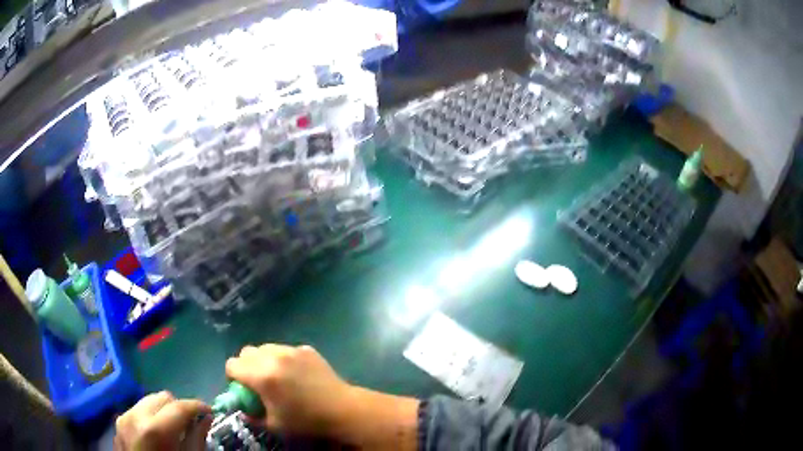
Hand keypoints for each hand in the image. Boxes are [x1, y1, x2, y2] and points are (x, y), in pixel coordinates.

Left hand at [114, 391, 211, 450]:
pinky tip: (156, 434)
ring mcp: (123, 418)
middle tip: (190, 423)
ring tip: (172, 429)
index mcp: (154, 429)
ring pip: (148, 401)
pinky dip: (150, 417)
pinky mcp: (118, 423)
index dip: (197, 406)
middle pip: (162, 397)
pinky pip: (137, 410)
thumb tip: (205, 418)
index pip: (179, 406)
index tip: (209, 411)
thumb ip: (196, 439)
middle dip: (178, 407)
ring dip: (163, 411)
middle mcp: (135, 416)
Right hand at [225, 344, 353, 436]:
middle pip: (246, 352)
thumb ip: (252, 416)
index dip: (232, 376)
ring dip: (264, 359)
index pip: (232, 364)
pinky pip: (286, 350)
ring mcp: (291, 350)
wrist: (341, 409)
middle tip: (256, 381)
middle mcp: (273, 357)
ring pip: (266, 347)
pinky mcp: (306, 349)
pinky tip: (296, 374)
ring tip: (276, 375)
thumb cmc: (306, 420)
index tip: (240, 387)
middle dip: (246, 365)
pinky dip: (284, 358)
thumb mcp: (274, 425)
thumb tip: (243, 410)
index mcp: (261, 375)